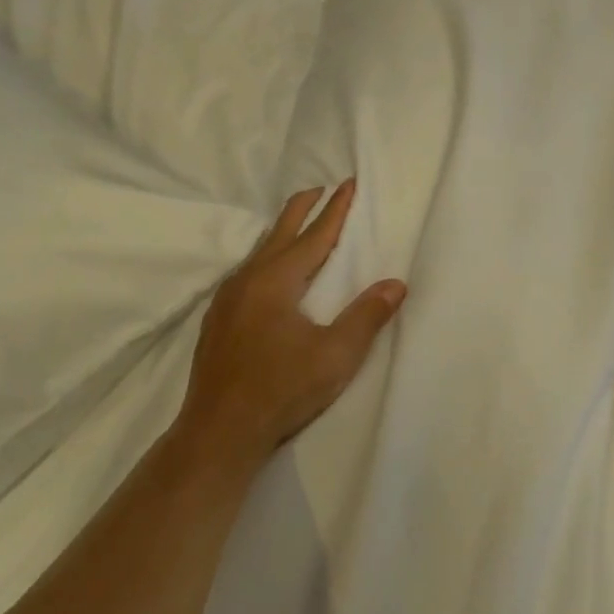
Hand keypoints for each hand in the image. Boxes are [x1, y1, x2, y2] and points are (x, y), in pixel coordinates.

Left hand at [177, 180, 405, 467]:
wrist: (219, 430)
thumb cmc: (281, 390)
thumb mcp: (335, 356)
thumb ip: (366, 317)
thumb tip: (395, 284)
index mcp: (276, 281)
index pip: (314, 236)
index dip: (335, 210)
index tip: (349, 184)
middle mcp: (248, 280)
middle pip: (280, 232)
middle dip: (303, 208)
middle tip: (321, 188)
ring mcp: (227, 299)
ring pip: (259, 251)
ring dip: (283, 232)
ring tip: (298, 224)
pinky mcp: (218, 319)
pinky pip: (247, 272)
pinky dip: (266, 257)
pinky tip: (268, 273)